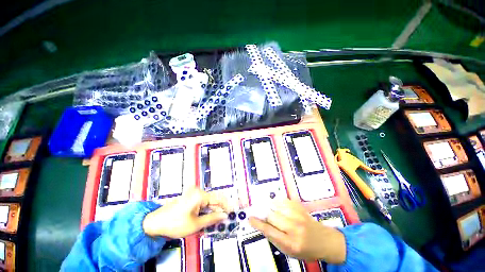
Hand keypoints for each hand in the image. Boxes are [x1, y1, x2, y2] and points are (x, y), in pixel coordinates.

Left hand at [143, 187, 230, 238]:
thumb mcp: (195, 224)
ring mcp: (193, 194)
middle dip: (219, 210)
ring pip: (208, 202)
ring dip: (212, 211)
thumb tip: (224, 216)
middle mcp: (198, 191)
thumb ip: (212, 219)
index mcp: (200, 195)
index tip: (232, 212)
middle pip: (213, 200)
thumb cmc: (175, 224)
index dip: (226, 205)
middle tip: (224, 220)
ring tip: (215, 221)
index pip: (218, 198)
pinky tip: (206, 218)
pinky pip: (202, 203)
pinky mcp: (190, 197)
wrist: (154, 223)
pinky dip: (205, 210)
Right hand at [249, 199, 345, 263]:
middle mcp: (294, 228)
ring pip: (277, 206)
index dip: (258, 223)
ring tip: (266, 207)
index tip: (249, 218)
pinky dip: (277, 201)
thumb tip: (262, 225)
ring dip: (269, 206)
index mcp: (291, 243)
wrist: (324, 240)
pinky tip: (275, 204)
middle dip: (262, 213)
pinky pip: (284, 201)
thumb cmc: (305, 249)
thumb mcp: (289, 252)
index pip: (269, 231)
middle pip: (272, 216)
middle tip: (257, 212)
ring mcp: (298, 216)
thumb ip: (275, 239)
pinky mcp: (300, 208)